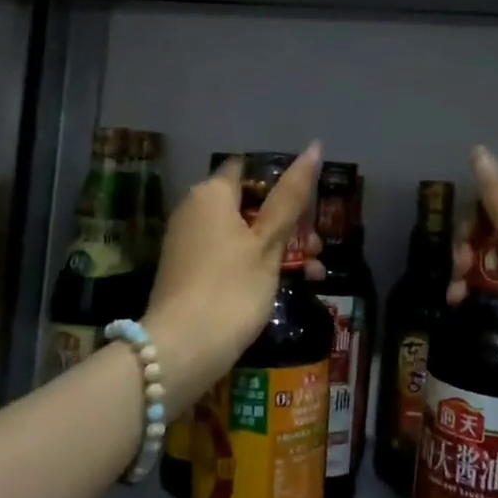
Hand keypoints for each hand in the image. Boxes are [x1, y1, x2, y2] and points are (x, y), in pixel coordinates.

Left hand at [143, 144, 323, 410]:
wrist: (180, 350)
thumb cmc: (231, 288)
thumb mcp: (268, 242)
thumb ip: (291, 196)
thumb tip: (313, 147)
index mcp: (211, 193)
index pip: (249, 169)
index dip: (281, 181)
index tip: (310, 205)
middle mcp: (194, 210)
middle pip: (249, 204)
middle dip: (288, 222)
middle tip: (317, 247)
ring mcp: (188, 243)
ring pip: (243, 233)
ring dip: (279, 247)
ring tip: (312, 272)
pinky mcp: (188, 272)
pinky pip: (229, 255)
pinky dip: (256, 264)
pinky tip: (284, 286)